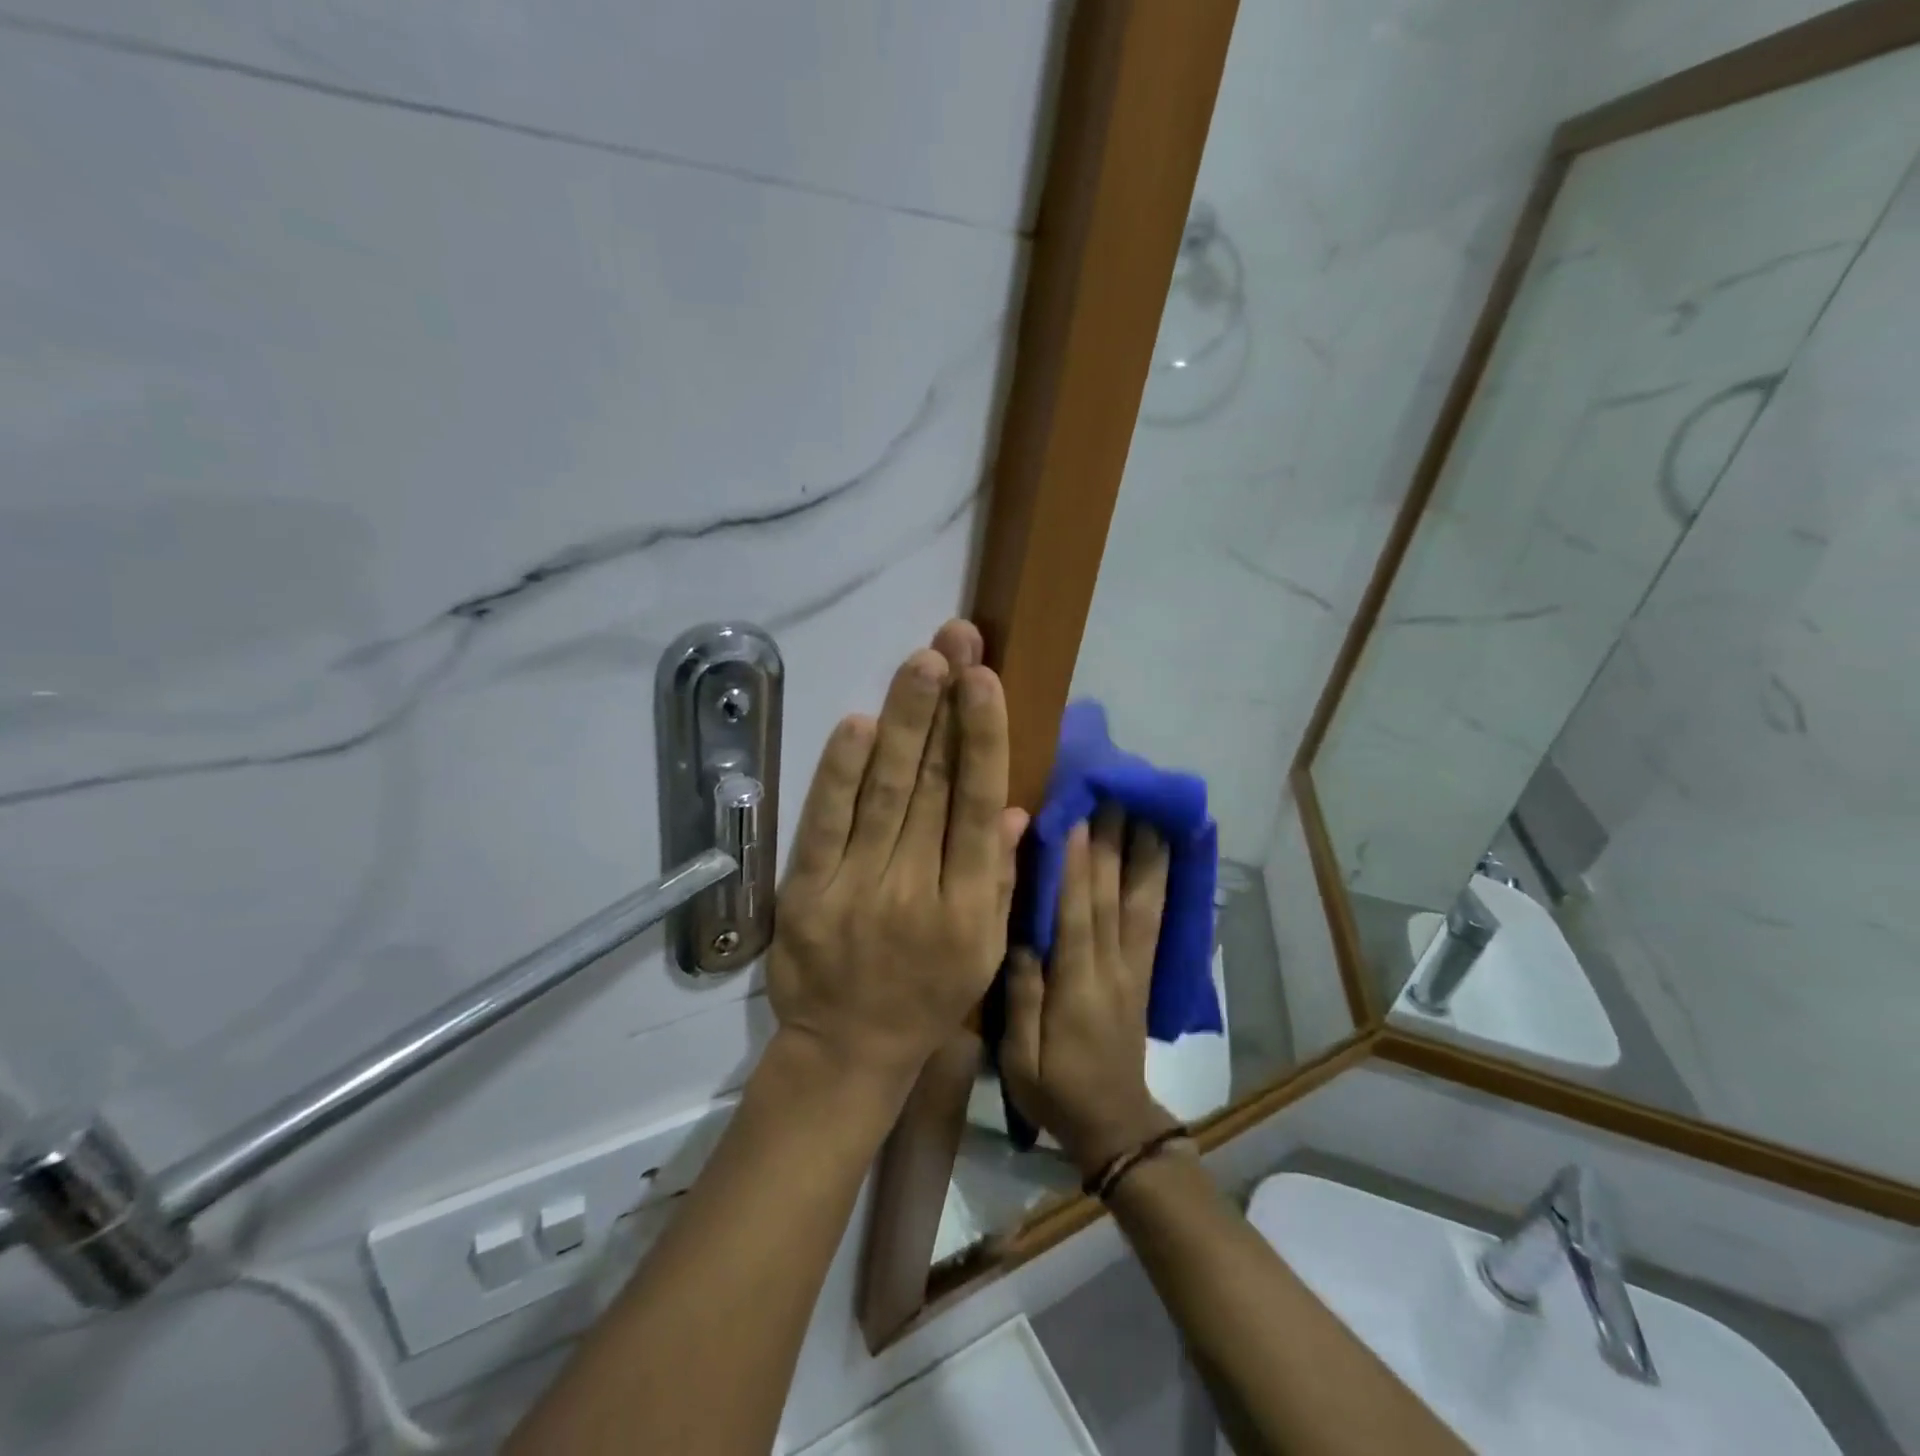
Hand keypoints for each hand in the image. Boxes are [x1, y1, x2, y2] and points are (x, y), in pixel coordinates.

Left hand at [767, 620, 1027, 1094]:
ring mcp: (856, 888)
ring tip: (921, 662)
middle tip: (955, 641)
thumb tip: (1013, 807)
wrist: (847, 1051)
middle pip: (932, 786)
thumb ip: (998, 878)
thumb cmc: (926, 998)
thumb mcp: (982, 951)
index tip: (985, 681)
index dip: (983, 739)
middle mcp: (915, 889)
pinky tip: (859, 724)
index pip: (977, 807)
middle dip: (945, 707)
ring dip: (903, 723)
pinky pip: (824, 824)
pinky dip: (839, 772)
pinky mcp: (807, 892)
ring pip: (884, 793)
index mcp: (967, 906)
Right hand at [1001, 808, 1179, 1174]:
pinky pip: (1156, 920)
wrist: (1114, 1124)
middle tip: (1110, 795)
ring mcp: (1133, 967)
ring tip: (1145, 809)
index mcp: (1077, 987)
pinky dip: (1160, 882)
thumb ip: (1021, 999)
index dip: (1077, 869)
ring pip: (1141, 902)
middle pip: (1112, 897)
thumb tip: (1020, 940)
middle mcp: (1111, 968)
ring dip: (1143, 853)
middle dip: (1111, 844)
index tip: (1076, 821)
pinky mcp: (1144, 970)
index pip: (1077, 917)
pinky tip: (1163, 854)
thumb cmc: (1056, 1089)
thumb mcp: (1021, 1058)